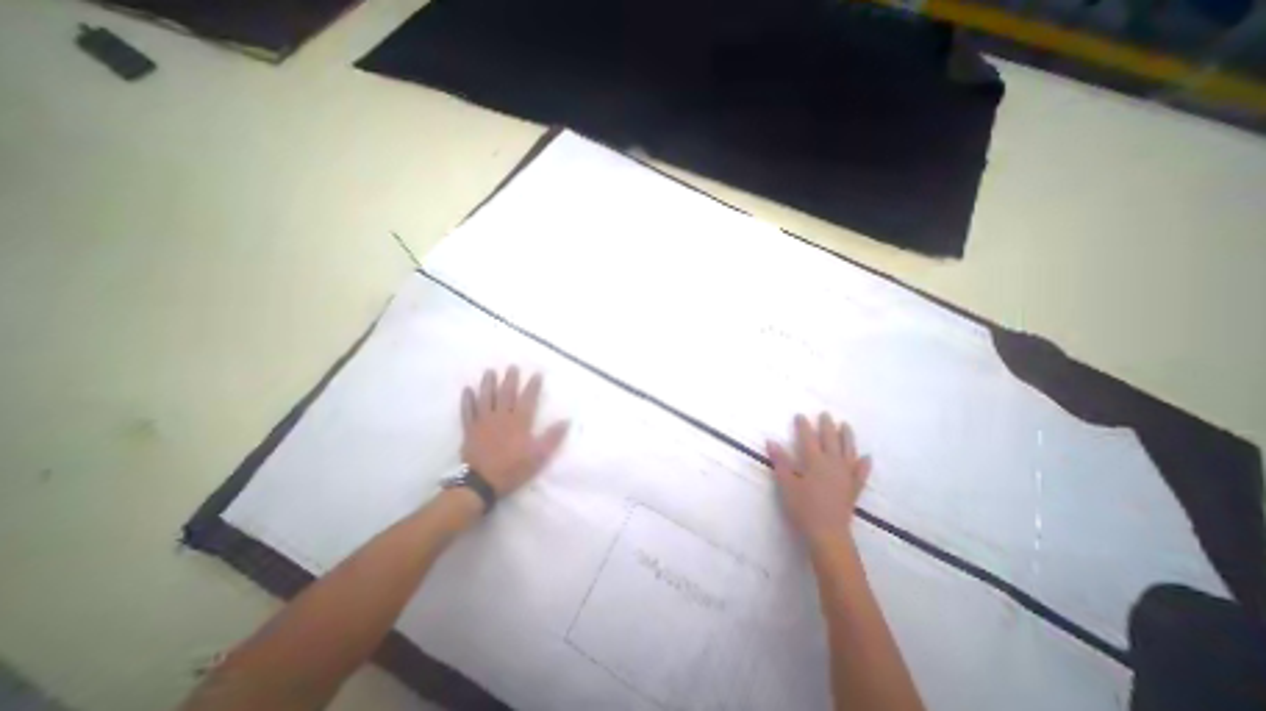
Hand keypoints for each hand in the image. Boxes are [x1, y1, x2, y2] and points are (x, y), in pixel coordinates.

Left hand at [461, 369, 569, 497]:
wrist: (482, 483)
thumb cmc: (513, 468)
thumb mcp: (539, 456)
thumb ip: (552, 437)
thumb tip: (566, 420)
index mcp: (519, 421)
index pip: (528, 398)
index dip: (533, 385)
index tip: (537, 373)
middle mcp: (501, 416)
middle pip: (506, 393)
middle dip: (510, 379)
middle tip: (512, 366)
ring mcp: (484, 422)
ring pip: (486, 398)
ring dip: (488, 383)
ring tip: (490, 371)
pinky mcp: (470, 429)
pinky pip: (468, 411)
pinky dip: (467, 400)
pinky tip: (467, 390)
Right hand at [772, 411, 871, 543]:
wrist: (828, 534)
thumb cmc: (803, 508)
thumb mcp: (786, 484)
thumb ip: (780, 461)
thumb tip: (771, 441)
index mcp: (814, 461)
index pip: (808, 438)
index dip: (804, 426)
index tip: (800, 415)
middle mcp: (832, 464)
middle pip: (830, 440)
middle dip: (827, 426)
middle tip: (825, 414)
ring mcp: (846, 475)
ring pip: (848, 451)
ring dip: (847, 437)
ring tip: (846, 425)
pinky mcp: (853, 488)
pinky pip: (861, 472)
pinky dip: (864, 463)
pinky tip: (866, 457)